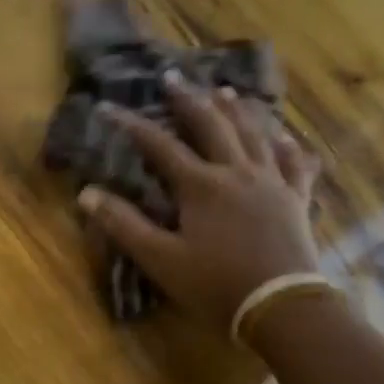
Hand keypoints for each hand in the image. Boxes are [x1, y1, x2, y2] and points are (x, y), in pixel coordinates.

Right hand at [77, 71, 320, 326]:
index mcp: (201, 186)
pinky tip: (283, 134)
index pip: (159, 146)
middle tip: (172, 78)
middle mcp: (237, 172)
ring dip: (236, 110)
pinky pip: (295, 161)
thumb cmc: (214, 284)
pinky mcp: (296, 198)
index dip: (131, 125)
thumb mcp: (160, 259)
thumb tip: (87, 193)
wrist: (279, 305)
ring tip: (224, 91)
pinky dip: (287, 143)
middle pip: (211, 126)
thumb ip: (124, 224)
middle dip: (188, 100)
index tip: (108, 107)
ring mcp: (272, 182)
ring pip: (254, 134)